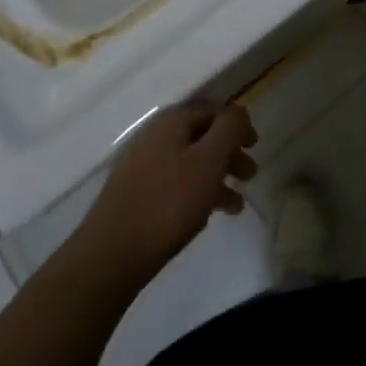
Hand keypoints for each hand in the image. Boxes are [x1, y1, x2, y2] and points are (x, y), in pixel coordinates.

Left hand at [77, 101, 256, 282]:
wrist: (111, 255)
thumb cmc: (168, 202)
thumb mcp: (209, 160)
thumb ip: (230, 129)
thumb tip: (239, 113)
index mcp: (172, 121)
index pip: (214, 110)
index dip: (237, 124)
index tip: (255, 145)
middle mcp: (155, 136)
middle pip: (202, 136)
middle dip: (229, 153)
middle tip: (250, 175)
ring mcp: (141, 166)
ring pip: (189, 162)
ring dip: (216, 177)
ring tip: (236, 205)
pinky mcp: (134, 195)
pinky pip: (174, 184)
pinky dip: (196, 193)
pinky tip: (207, 216)